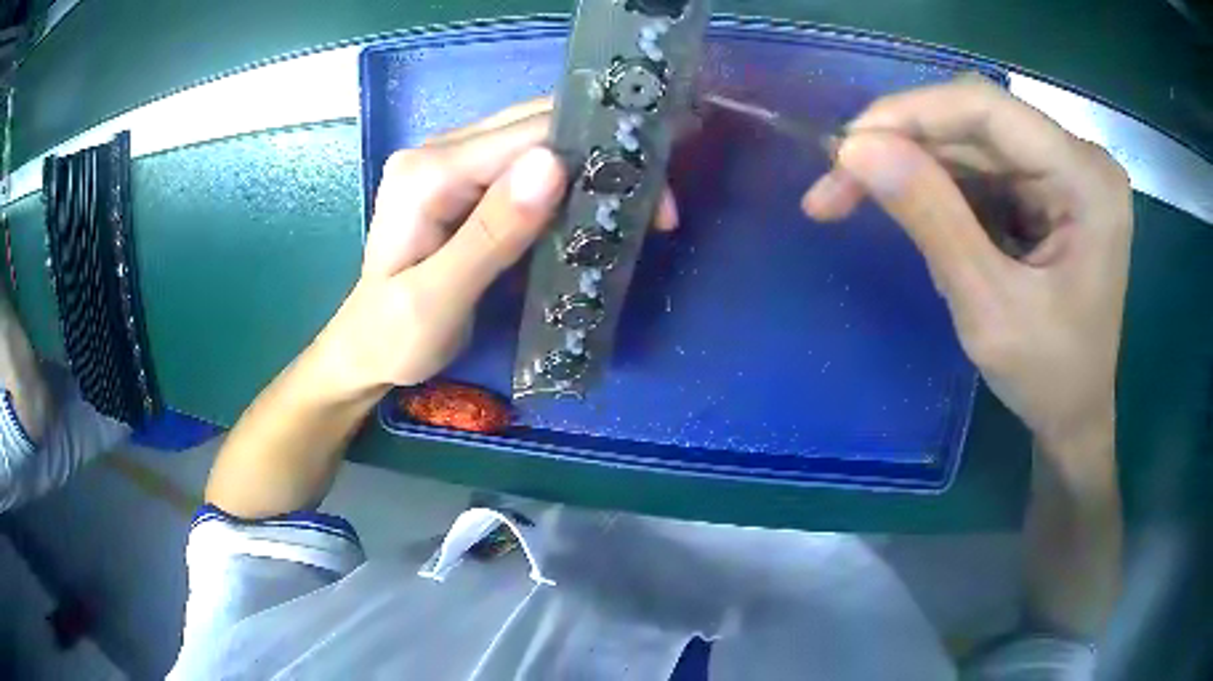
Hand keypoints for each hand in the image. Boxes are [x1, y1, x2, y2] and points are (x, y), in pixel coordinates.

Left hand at [310, 99, 676, 397]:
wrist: (366, 348)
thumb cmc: (395, 338)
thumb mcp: (437, 301)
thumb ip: (490, 235)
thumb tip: (553, 165)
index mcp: (428, 172)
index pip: (527, 137)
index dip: (595, 155)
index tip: (651, 198)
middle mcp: (440, 150)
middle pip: (536, 124)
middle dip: (603, 153)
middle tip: (655, 203)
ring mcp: (451, 160)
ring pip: (537, 136)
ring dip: (591, 163)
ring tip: (636, 205)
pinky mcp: (465, 179)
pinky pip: (526, 160)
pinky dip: (569, 178)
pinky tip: (594, 204)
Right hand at [803, 76, 1131, 456]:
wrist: (1076, 417)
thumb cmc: (1049, 379)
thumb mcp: (989, 308)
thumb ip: (930, 219)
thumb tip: (854, 149)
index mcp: (1086, 180)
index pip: (987, 108)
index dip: (909, 114)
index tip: (844, 150)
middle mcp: (1079, 158)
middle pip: (975, 122)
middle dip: (901, 145)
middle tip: (834, 186)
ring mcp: (1064, 170)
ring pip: (971, 141)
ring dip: (912, 166)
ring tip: (854, 199)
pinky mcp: (1047, 188)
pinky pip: (981, 166)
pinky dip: (937, 184)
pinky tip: (912, 211)